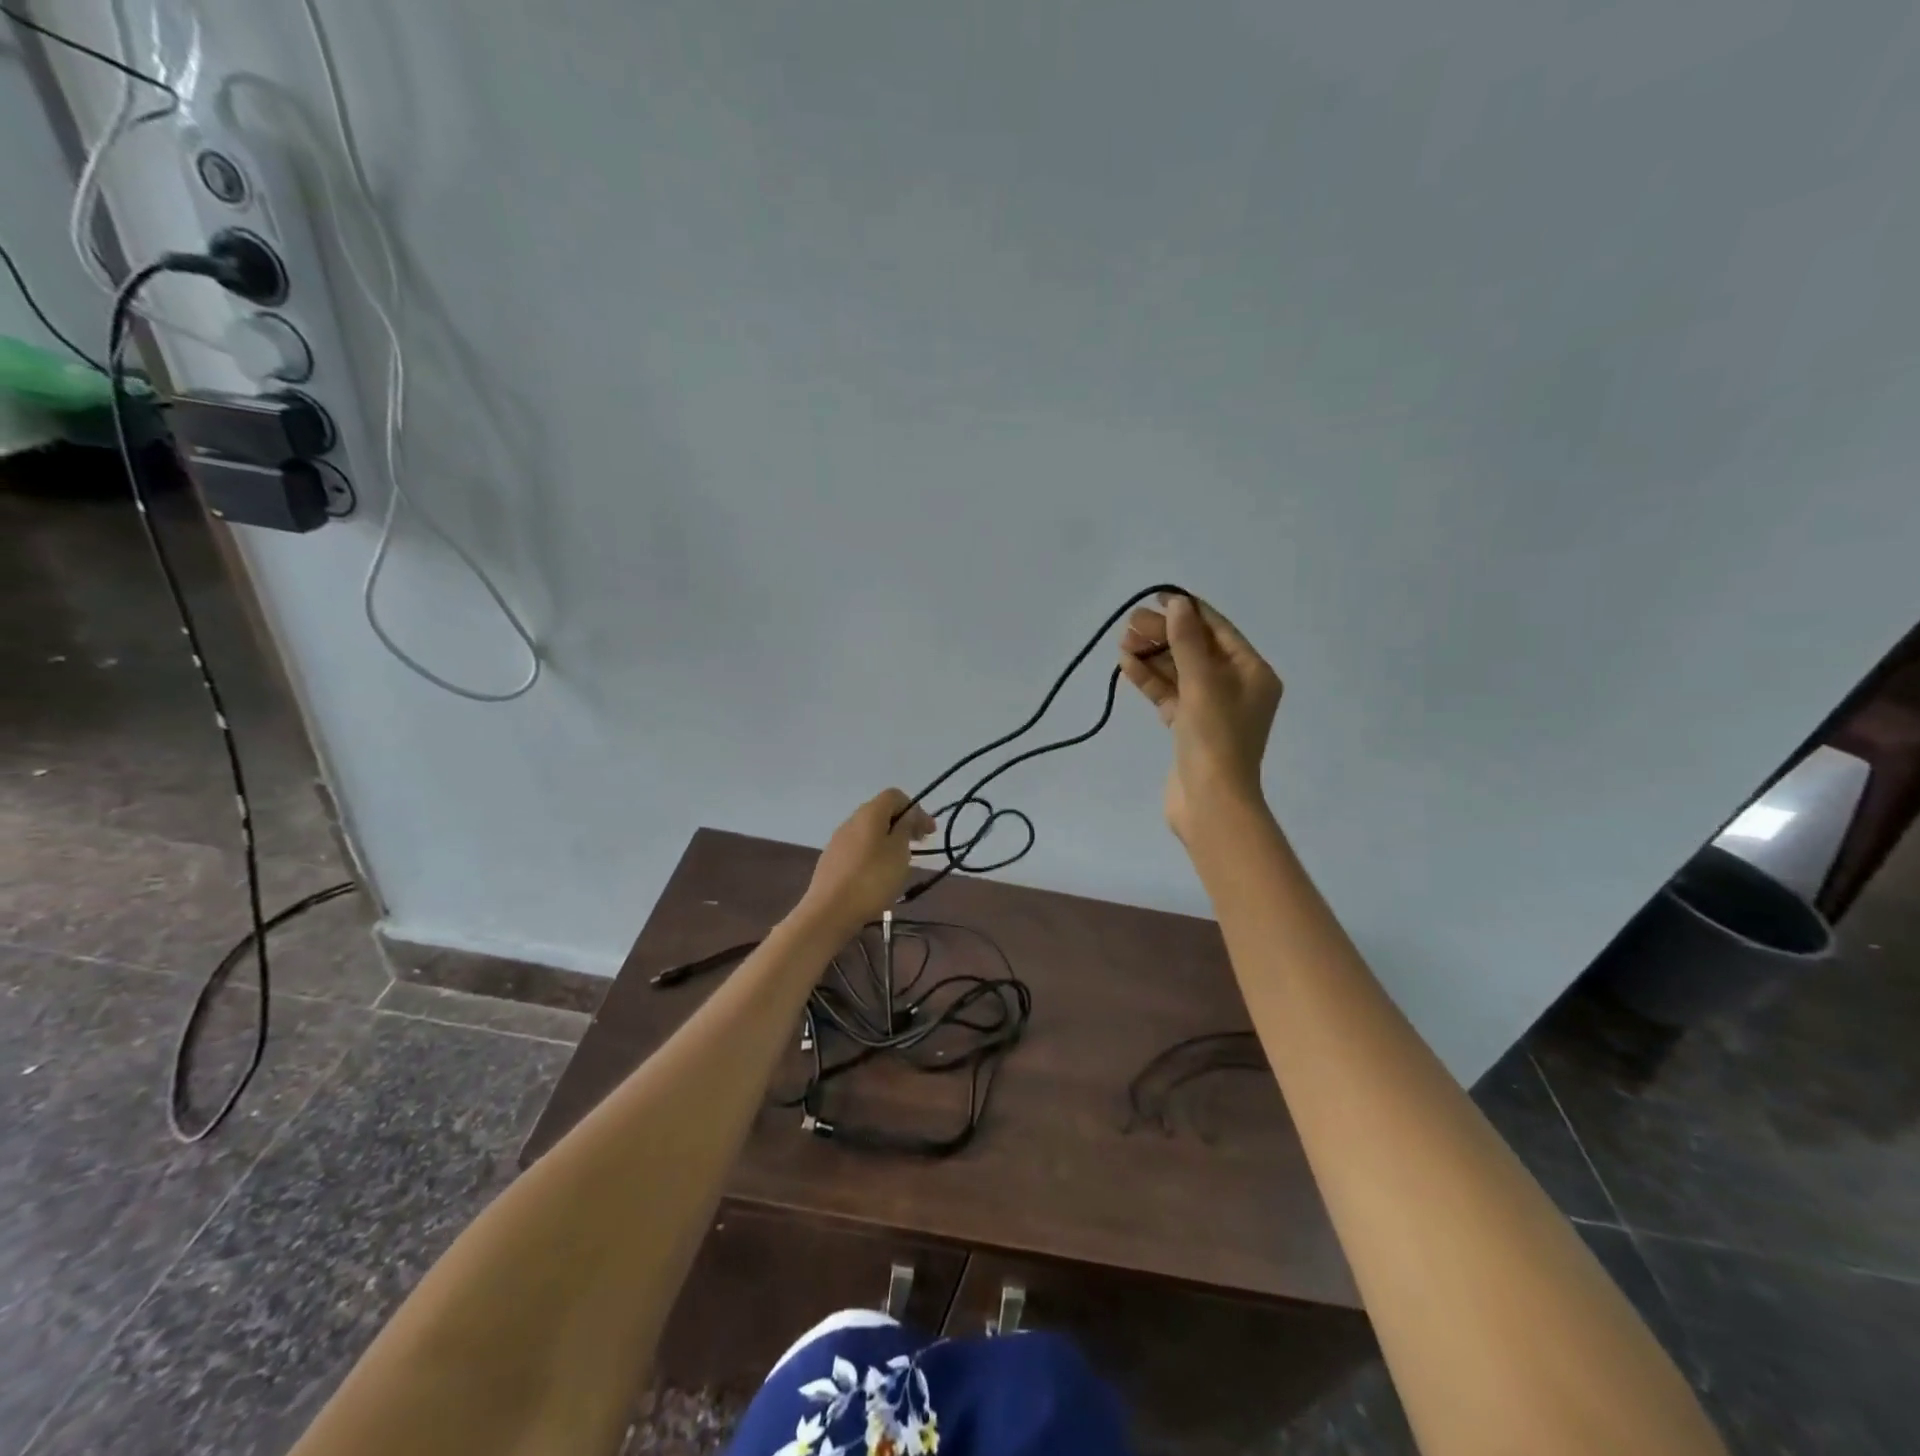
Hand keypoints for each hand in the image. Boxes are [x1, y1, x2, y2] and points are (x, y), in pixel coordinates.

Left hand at [798, 789, 936, 930]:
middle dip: (903, 825)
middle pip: (881, 812)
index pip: (894, 795)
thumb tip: (908, 814)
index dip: (915, 809)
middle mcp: (851, 821)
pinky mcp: (831, 861)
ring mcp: (838, 841)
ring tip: (901, 862)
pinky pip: (859, 849)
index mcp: (869, 813)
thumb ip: (906, 827)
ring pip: (869, 832)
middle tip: (919, 844)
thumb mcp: (899, 851)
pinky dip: (874, 854)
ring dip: (888, 840)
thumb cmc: (872, 879)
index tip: (928, 832)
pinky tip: (879, 875)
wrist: (830, 912)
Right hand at [1119, 592, 1281, 842]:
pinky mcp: (1189, 728)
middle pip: (1196, 649)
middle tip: (1130, 624)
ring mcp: (1211, 709)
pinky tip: (1126, 666)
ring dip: (1152, 656)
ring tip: (1123, 642)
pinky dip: (1150, 680)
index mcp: (1252, 673)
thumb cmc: (1216, 736)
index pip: (1219, 630)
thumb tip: (1177, 604)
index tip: (1157, 598)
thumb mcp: (1202, 682)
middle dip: (1164, 634)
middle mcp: (1236, 687)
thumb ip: (1187, 640)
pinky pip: (1169, 695)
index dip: (1188, 612)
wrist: (1210, 802)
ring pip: (1179, 672)